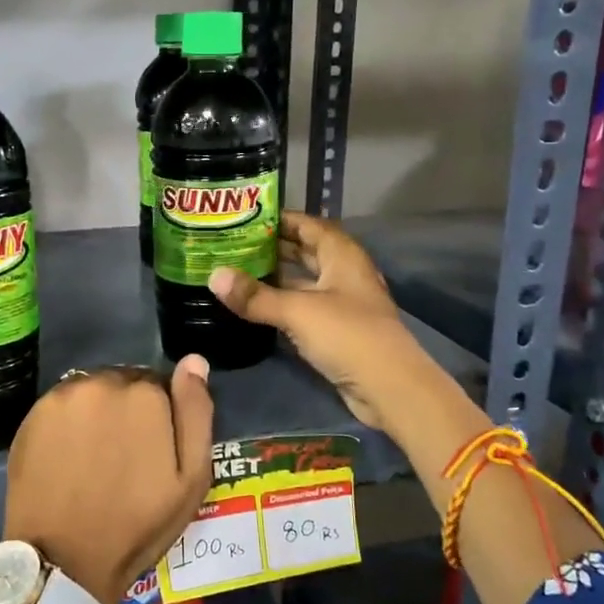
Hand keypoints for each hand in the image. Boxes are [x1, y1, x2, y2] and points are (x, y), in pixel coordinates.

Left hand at [2, 359, 215, 603]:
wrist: (64, 558)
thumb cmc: (137, 524)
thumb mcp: (190, 479)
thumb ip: (195, 413)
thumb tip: (194, 361)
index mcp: (146, 394)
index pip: (160, 386)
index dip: (160, 418)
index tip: (153, 451)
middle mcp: (103, 382)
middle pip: (124, 383)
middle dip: (129, 410)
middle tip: (124, 456)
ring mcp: (64, 395)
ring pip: (93, 391)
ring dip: (98, 412)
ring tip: (95, 456)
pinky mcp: (34, 413)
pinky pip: (63, 405)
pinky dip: (70, 421)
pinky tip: (69, 455)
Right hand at [208, 211, 439, 434]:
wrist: (389, 387)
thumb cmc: (348, 335)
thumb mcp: (297, 311)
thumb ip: (255, 296)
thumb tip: (213, 276)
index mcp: (342, 255)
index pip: (307, 224)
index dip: (279, 218)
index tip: (243, 216)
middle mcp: (343, 273)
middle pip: (304, 251)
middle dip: (272, 246)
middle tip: (232, 243)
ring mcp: (341, 303)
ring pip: (303, 280)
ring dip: (275, 276)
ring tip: (236, 271)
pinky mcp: (336, 330)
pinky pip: (303, 306)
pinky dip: (281, 302)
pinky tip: (255, 305)